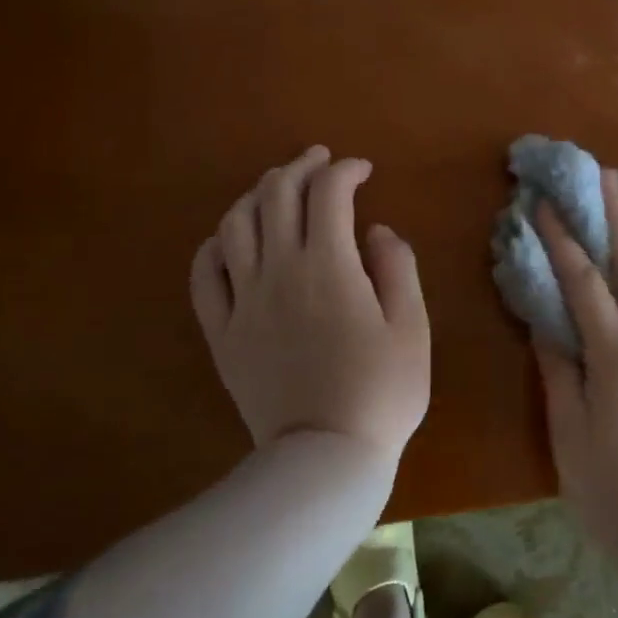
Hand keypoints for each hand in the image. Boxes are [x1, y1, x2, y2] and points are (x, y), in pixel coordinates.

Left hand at [190, 146, 429, 467]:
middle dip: (301, 167)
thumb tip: (376, 231)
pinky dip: (216, 244)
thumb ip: (396, 268)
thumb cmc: (381, 391)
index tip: (363, 171)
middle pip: (277, 195)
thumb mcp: (412, 327)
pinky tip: (231, 238)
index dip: (346, 170)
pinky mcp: (223, 332)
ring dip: (257, 194)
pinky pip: (205, 274)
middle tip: (320, 161)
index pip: (328, 192)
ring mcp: (243, 300)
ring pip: (236, 224)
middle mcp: (279, 270)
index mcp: (329, 264)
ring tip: (277, 189)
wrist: (324, 457)